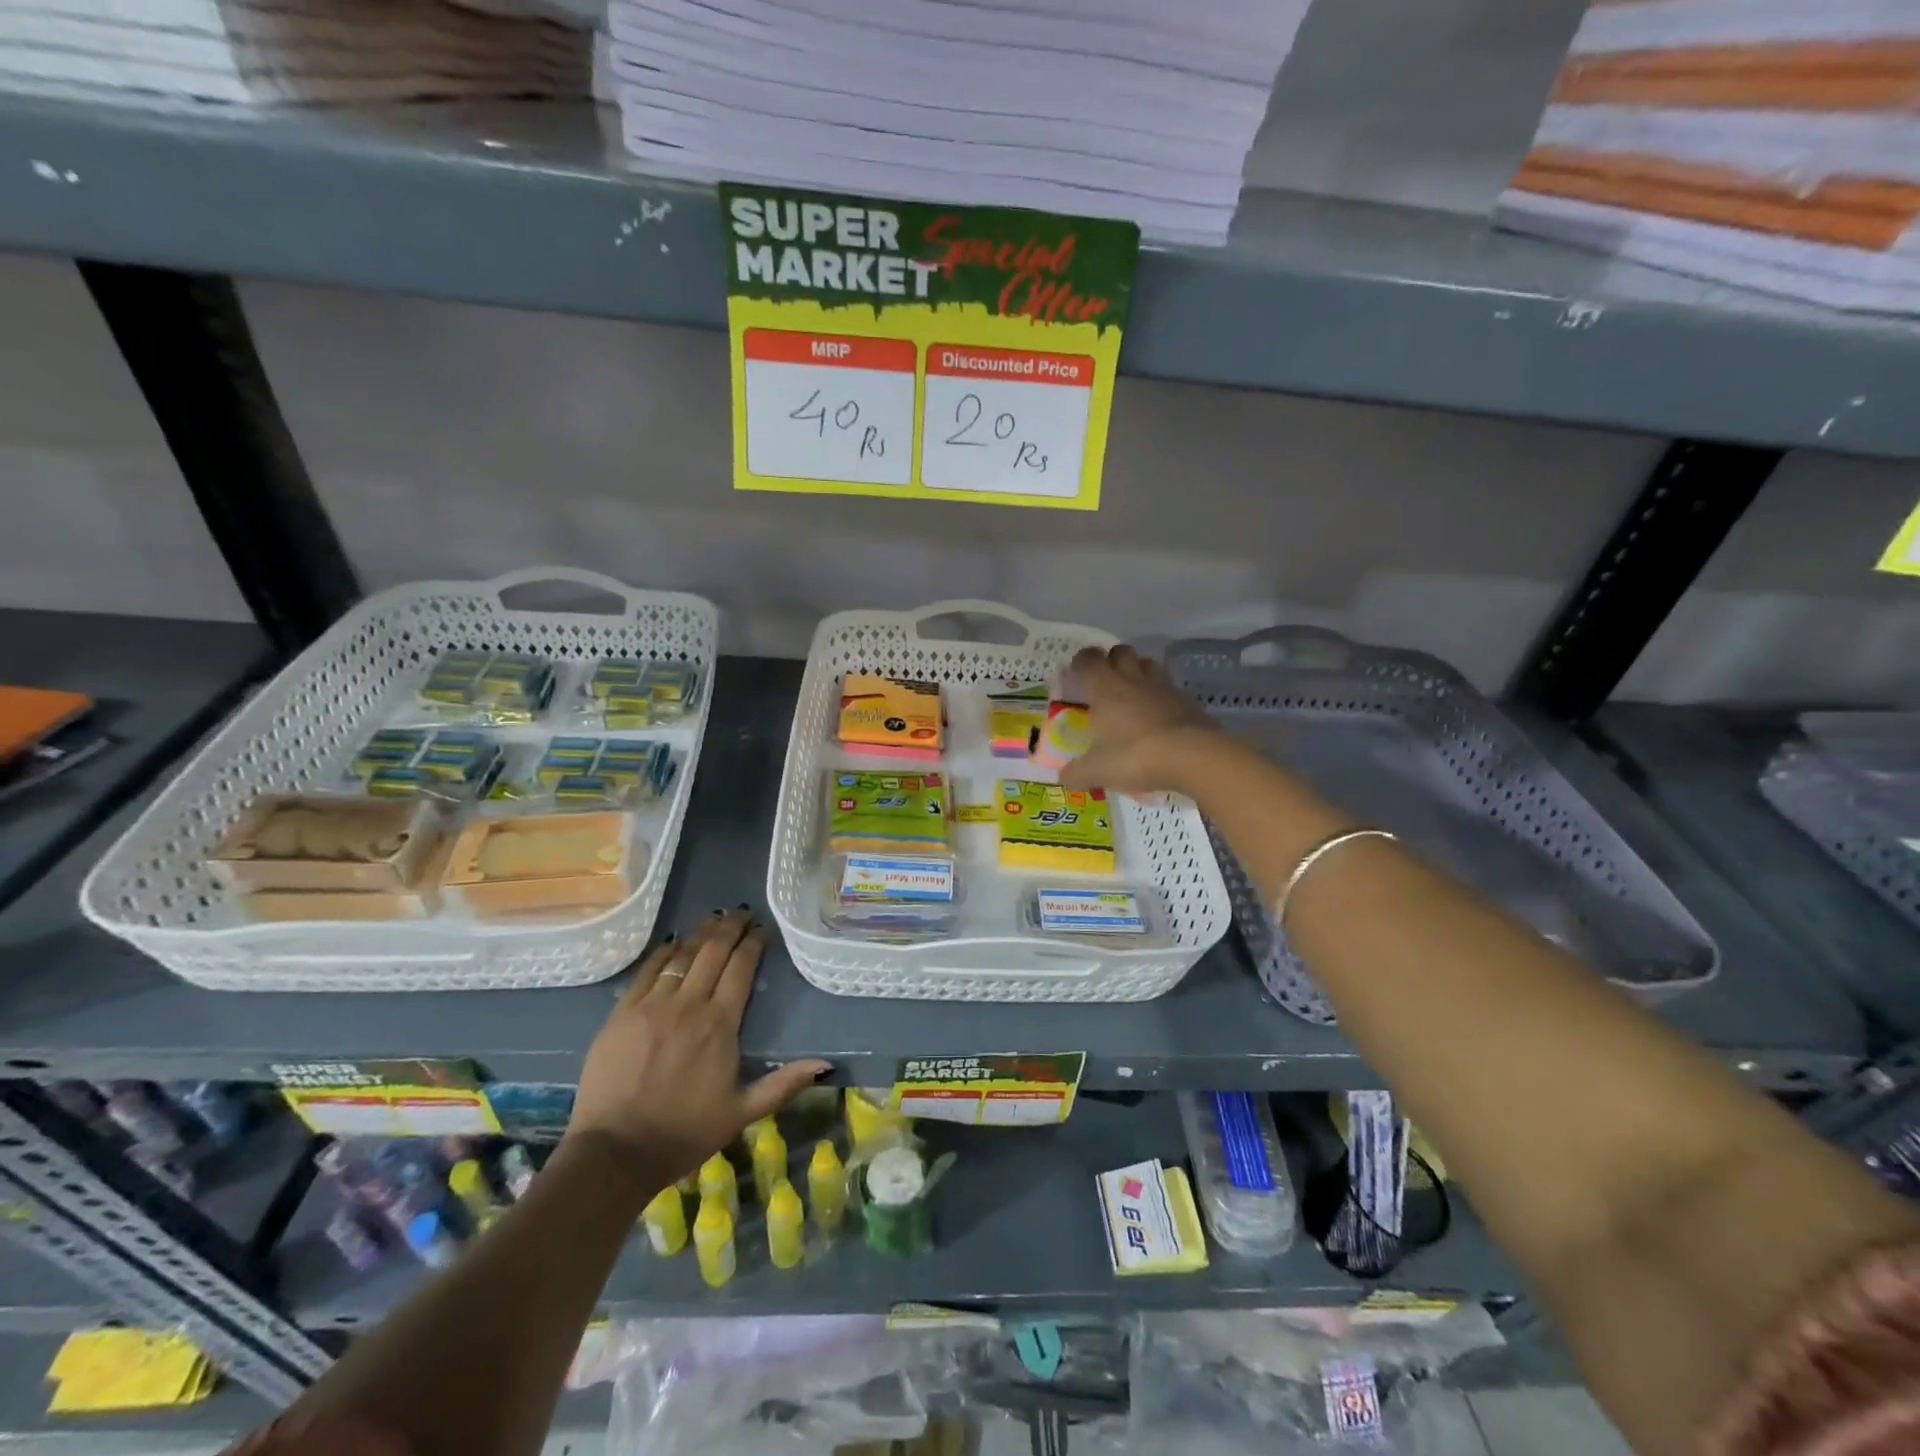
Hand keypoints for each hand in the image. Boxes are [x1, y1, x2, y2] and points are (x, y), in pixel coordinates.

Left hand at [565, 910, 828, 1184]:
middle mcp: (688, 1004)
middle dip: (730, 927)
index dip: (753, 944)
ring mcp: (652, 1005)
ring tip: (714, 919)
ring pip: (682, 955)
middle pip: (713, 951)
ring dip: (701, 933)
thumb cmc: (684, 1133)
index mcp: (720, 1024)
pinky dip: (664, 952)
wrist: (614, 1152)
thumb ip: (783, 1084)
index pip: (741, 968)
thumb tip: (825, 1065)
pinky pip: (647, 970)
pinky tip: (674, 942)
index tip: (762, 930)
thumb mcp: (742, 1113)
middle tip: (742, 913)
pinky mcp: (622, 1013)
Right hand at [1060, 644, 1220, 794]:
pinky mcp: (1187, 701)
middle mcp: (1133, 680)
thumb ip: (1077, 772)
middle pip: (1121, 651)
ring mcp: (1163, 688)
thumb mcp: (1098, 770)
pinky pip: (1169, 688)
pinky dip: (1161, 696)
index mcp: (1105, 689)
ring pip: (1148, 664)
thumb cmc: (1136, 756)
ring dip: (1139, 672)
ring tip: (1133, 694)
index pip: (1089, 659)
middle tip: (1106, 682)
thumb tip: (1063, 777)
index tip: (1077, 674)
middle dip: (1112, 660)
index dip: (1081, 662)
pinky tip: (1159, 716)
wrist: (1193, 756)